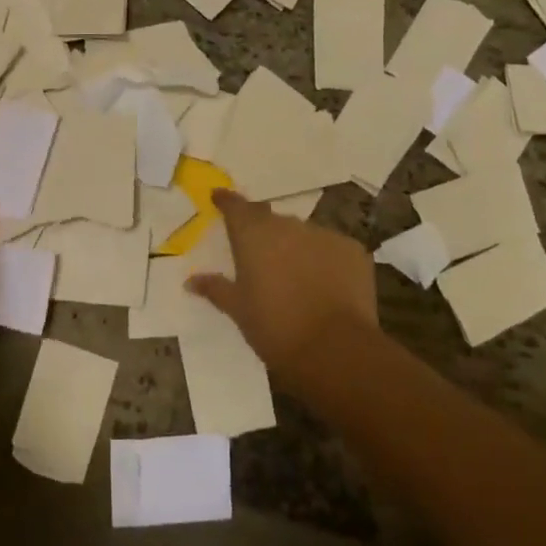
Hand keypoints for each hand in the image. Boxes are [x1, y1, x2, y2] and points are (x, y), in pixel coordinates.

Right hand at [187, 189, 378, 379]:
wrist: (335, 349)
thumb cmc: (274, 327)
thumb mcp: (238, 310)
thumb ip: (216, 289)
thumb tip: (192, 280)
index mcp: (253, 234)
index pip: (235, 206)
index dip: (227, 201)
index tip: (219, 196)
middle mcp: (287, 226)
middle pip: (270, 221)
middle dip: (263, 233)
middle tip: (259, 256)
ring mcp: (323, 235)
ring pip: (303, 235)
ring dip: (296, 248)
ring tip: (295, 277)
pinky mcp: (353, 250)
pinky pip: (331, 249)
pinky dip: (325, 260)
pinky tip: (326, 285)